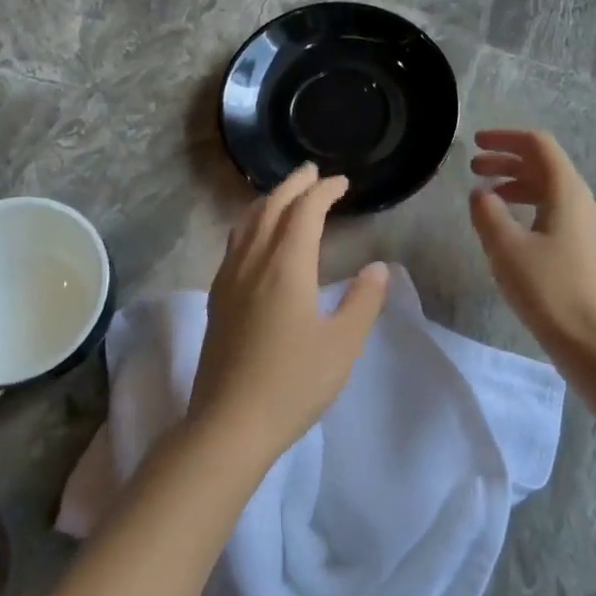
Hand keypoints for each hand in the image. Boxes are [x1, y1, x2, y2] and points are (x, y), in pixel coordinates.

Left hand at [189, 164, 388, 459]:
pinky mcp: (218, 299)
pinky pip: (234, 244)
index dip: (323, 192)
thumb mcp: (342, 345)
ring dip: (268, 201)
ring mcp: (229, 280)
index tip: (341, 183)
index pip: (304, 212)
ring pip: (246, 223)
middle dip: (293, 185)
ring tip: (285, 195)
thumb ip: (362, 301)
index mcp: (286, 268)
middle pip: (271, 208)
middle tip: (312, 172)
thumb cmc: (293, 384)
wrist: (230, 423)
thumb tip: (378, 268)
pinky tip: (255, 238)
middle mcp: (253, 263)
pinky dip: (250, 224)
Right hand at [469, 129, 595, 354]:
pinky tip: (508, 227)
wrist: (591, 340)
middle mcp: (581, 201)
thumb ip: (488, 213)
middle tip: (473, 168)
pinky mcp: (583, 249)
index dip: (505, 138)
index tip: (475, 143)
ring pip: (548, 190)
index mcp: (567, 192)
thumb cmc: (547, 289)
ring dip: (515, 184)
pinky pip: (553, 212)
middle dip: (507, 161)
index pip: (538, 145)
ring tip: (485, 196)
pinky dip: (527, 207)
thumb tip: (480, 193)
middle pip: (544, 165)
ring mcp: (586, 226)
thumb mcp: (506, 248)